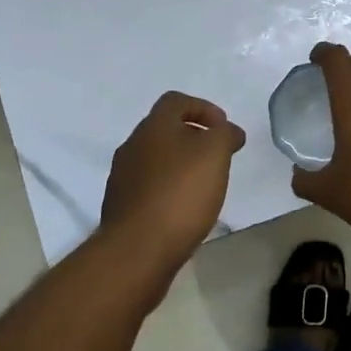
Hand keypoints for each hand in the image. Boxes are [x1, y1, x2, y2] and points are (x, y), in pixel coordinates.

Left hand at [100, 92, 246, 263]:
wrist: (137, 250)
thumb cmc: (180, 193)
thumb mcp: (215, 154)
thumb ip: (225, 135)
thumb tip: (229, 131)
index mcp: (153, 126)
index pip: (176, 101)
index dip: (203, 108)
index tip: (223, 128)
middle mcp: (133, 145)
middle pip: (164, 130)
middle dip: (193, 138)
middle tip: (218, 157)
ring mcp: (122, 177)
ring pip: (156, 160)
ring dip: (180, 165)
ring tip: (204, 186)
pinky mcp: (121, 207)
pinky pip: (149, 188)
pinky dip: (169, 190)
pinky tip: (184, 210)